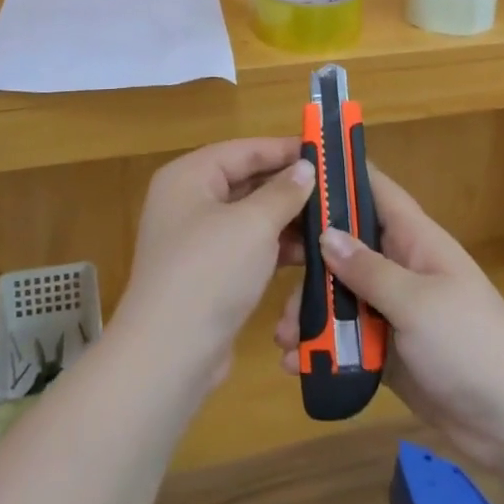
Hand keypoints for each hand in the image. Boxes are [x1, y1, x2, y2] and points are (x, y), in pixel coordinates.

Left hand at [114, 138, 314, 392]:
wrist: (169, 354)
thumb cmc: (210, 271)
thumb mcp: (253, 224)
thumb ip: (283, 192)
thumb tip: (305, 167)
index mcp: (189, 176)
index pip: (243, 150)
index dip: (284, 149)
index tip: (325, 151)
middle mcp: (188, 201)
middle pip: (245, 182)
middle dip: (289, 187)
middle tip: (334, 188)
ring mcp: (195, 240)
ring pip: (249, 217)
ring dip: (286, 220)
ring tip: (330, 221)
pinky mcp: (207, 274)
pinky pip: (246, 248)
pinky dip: (274, 248)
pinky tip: (309, 254)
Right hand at [272, 164, 503, 468]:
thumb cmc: (471, 345)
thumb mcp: (416, 302)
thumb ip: (367, 269)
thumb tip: (325, 233)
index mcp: (415, 240)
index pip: (375, 190)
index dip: (340, 174)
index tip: (295, 169)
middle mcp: (401, 268)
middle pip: (346, 247)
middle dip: (308, 259)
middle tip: (270, 272)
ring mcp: (394, 311)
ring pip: (341, 296)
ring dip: (309, 312)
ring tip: (284, 338)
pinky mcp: (389, 351)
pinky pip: (347, 340)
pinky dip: (322, 348)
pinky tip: (295, 364)